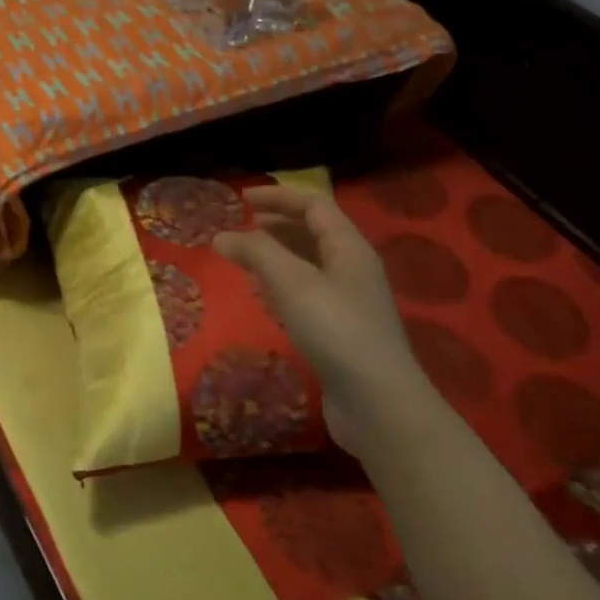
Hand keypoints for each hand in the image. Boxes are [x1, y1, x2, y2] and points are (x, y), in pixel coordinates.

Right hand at [214, 185, 438, 455]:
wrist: (377, 402)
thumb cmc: (336, 331)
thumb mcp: (293, 283)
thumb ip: (257, 253)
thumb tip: (222, 235)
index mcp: (349, 248)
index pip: (315, 206)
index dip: (279, 197)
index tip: (241, 199)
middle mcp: (353, 269)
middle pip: (314, 232)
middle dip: (278, 223)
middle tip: (242, 226)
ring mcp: (349, 302)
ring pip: (310, 263)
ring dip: (278, 253)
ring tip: (246, 257)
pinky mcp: (340, 331)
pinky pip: (307, 292)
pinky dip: (282, 283)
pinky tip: (264, 295)